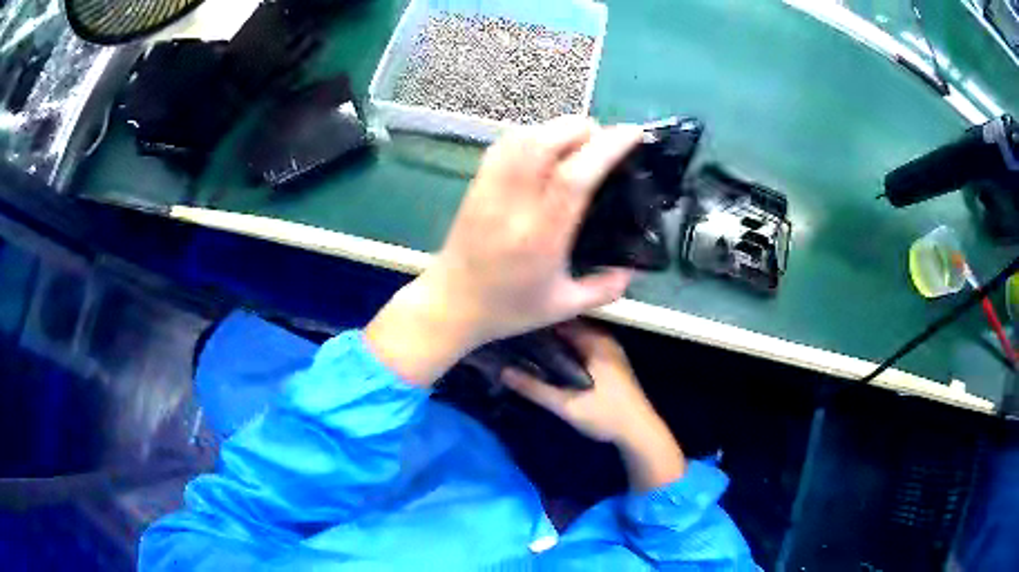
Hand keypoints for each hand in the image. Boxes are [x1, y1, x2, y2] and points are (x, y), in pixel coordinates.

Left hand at [366, 117, 641, 384]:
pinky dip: (531, 134)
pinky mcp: (476, 184)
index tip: (632, 134)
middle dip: (583, 129)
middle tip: (604, 141)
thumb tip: (633, 270)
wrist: (449, 304)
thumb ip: (603, 290)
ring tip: (578, 142)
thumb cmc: (506, 309)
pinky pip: (504, 144)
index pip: (575, 177)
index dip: (606, 148)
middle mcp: (513, 204)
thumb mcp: (562, 307)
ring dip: (557, 128)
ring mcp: (490, 189)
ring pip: (523, 136)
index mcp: (541, 236)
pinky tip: (545, 147)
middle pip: (545, 140)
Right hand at [502, 323, 685, 490]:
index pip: (559, 318)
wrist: (639, 432)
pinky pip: (581, 347)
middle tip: (512, 341)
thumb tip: (502, 371)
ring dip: (552, 344)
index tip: (510, 328)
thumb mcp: (566, 405)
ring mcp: (608, 349)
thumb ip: (534, 388)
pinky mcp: (609, 362)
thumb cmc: (606, 415)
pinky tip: (547, 363)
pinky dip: (564, 352)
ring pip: (573, 338)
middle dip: (541, 334)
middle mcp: (603, 338)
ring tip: (523, 350)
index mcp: (595, 340)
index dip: (534, 322)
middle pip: (565, 327)